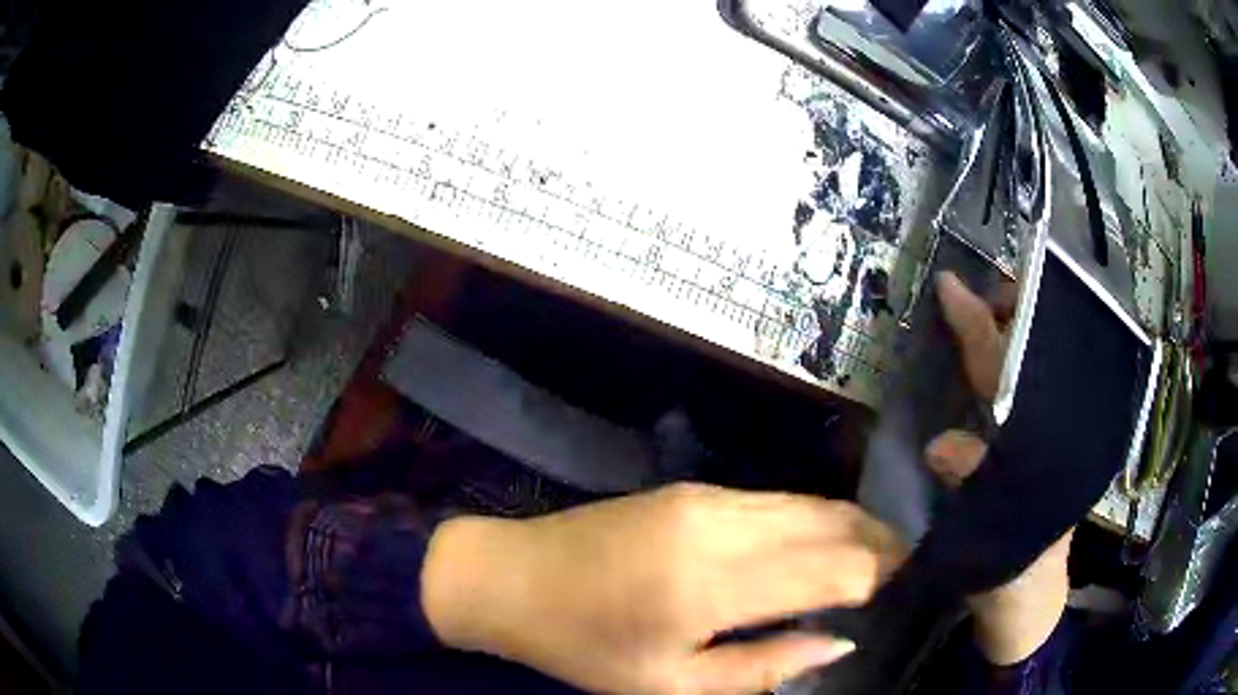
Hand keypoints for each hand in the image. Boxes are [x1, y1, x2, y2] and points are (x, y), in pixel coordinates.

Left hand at [422, 483, 903, 693]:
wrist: (511, 577)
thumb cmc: (585, 647)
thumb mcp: (672, 684)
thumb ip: (765, 666)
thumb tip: (840, 641)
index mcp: (712, 584)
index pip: (833, 567)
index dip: (879, 574)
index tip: (906, 586)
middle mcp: (719, 525)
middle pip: (830, 520)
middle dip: (878, 541)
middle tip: (907, 566)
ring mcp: (704, 498)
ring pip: (807, 501)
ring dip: (849, 525)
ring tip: (877, 554)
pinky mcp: (690, 489)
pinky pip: (773, 498)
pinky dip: (811, 517)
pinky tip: (820, 541)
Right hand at [928, 272, 1070, 664]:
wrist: (1026, 607)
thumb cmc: (1017, 579)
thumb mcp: (1001, 545)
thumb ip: (978, 494)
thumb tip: (943, 445)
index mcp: (1044, 447)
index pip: (1012, 374)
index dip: (980, 326)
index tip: (950, 284)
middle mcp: (1047, 432)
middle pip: (1031, 357)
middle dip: (1013, 313)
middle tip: (976, 291)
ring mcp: (1038, 440)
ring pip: (1027, 370)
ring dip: (1007, 332)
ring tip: (979, 307)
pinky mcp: (1026, 454)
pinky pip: (1016, 396)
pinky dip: (1001, 365)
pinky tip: (982, 356)